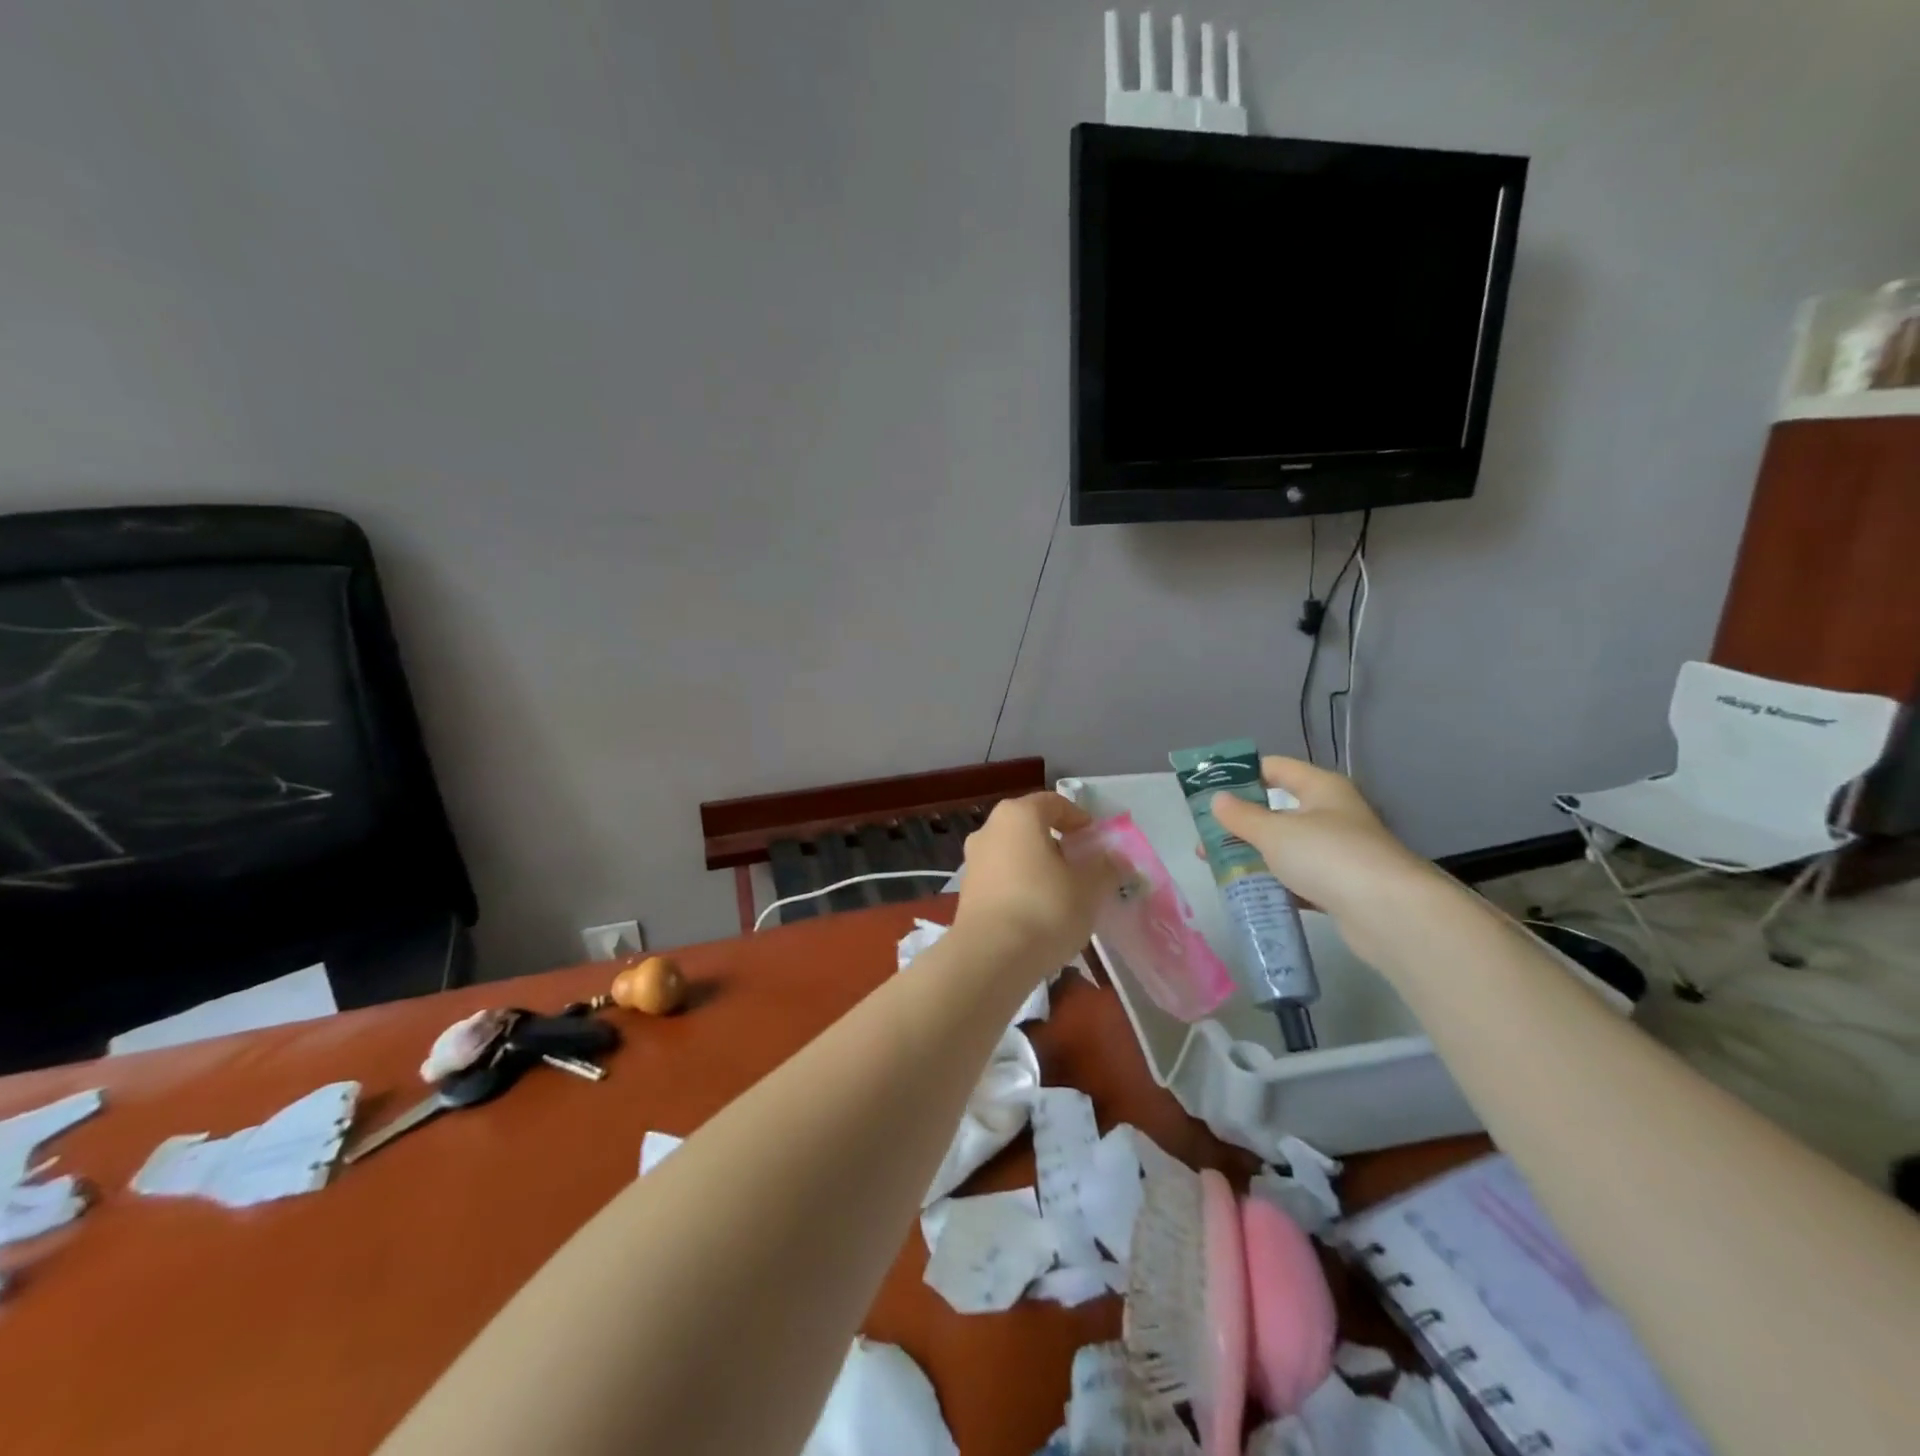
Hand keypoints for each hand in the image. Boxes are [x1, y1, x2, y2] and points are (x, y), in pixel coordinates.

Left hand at [951, 792, 1119, 972]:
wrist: (991, 957)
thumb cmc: (1045, 909)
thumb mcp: (1089, 888)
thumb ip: (1106, 868)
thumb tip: (1117, 860)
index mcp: (1018, 815)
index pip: (1054, 803)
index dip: (1079, 819)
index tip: (1096, 842)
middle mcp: (989, 829)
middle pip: (1031, 826)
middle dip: (1058, 843)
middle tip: (1082, 867)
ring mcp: (973, 860)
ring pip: (1014, 852)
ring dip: (1038, 866)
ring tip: (1063, 893)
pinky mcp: (967, 890)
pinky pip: (1002, 877)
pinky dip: (1021, 885)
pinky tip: (1038, 912)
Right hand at [1208, 758, 1442, 934]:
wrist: (1390, 914)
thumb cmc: (1328, 856)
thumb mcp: (1275, 832)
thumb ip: (1242, 816)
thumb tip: (1217, 800)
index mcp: (1321, 788)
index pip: (1275, 768)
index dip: (1241, 774)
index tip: (1208, 789)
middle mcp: (1332, 814)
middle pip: (1277, 811)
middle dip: (1241, 824)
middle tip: (1206, 838)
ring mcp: (1338, 852)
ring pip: (1286, 848)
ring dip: (1255, 856)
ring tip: (1218, 868)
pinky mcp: (1341, 887)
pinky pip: (1298, 879)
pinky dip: (1275, 884)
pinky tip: (1249, 893)